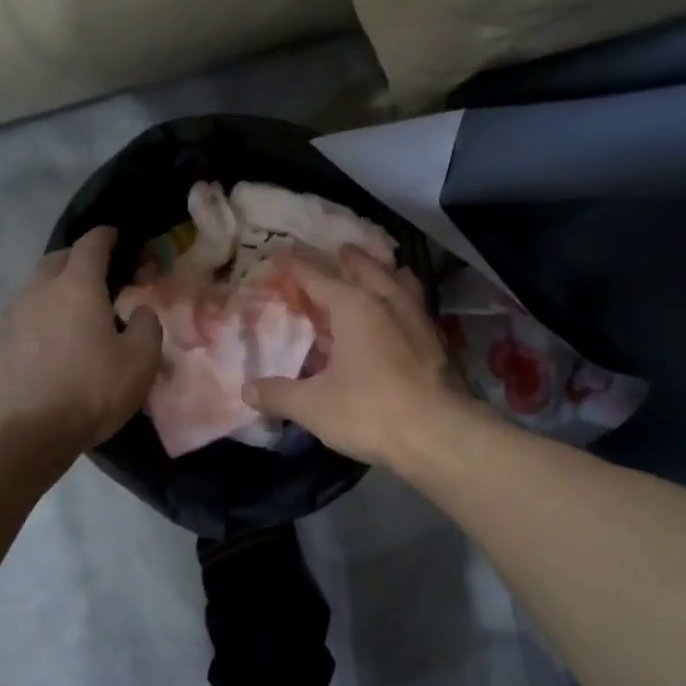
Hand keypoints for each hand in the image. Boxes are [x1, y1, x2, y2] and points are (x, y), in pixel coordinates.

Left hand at [0, 227, 161, 455]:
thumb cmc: (89, 389)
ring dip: (56, 289)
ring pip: (36, 287)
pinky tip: (51, 341)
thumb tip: (140, 310)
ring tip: (75, 310)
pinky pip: (23, 316)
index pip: (91, 245)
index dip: (105, 236)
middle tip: (99, 273)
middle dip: (78, 259)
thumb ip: (147, 327)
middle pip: (58, 259)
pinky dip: (40, 317)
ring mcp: (11, 315)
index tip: (115, 234)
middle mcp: (39, 290)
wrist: (20, 430)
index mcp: (77, 286)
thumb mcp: (140, 361)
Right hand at [246, 247, 475, 468]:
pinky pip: (416, 308)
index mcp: (353, 306)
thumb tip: (247, 391)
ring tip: (381, 272)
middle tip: (340, 251)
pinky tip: (404, 317)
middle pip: (367, 269)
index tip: (282, 253)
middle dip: (350, 259)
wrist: (439, 434)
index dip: (296, 265)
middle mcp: (388, 302)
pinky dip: (405, 302)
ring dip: (386, 274)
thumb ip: (279, 394)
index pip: (317, 276)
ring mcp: (418, 320)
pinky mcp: (438, 343)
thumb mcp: (313, 406)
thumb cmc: (369, 411)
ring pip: (401, 283)